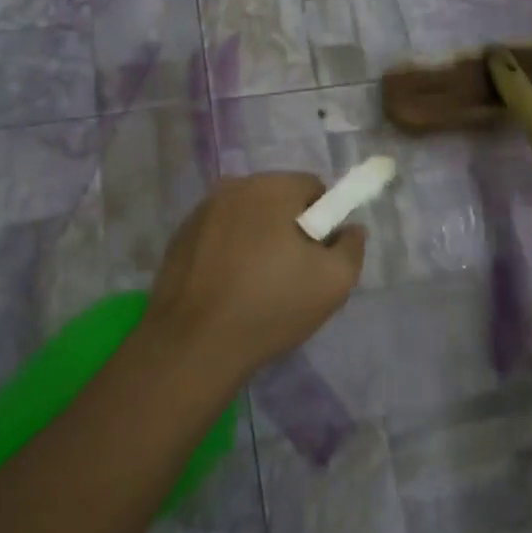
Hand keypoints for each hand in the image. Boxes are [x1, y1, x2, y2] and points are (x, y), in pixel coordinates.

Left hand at [139, 172, 365, 385]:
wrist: (194, 345)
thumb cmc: (271, 306)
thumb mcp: (334, 282)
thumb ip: (352, 246)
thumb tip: (349, 229)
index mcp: (271, 188)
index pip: (313, 187)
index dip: (324, 220)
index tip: (319, 255)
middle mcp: (233, 187)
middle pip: (278, 198)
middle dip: (291, 226)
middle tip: (293, 271)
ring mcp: (200, 211)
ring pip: (247, 216)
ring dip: (259, 237)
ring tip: (258, 283)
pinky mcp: (179, 237)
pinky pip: (220, 234)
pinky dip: (231, 250)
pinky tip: (230, 287)